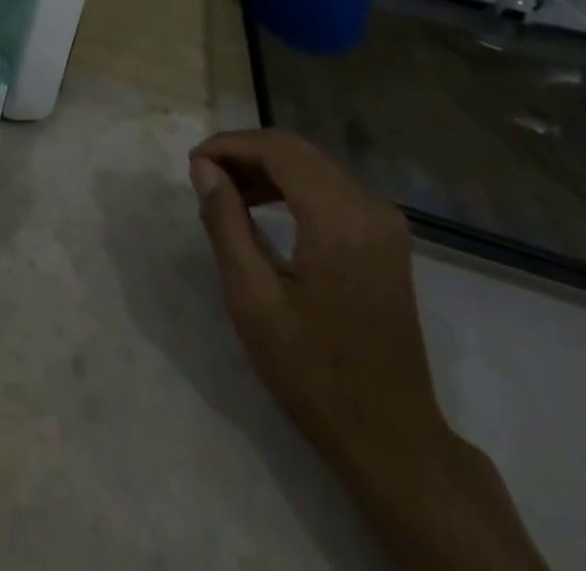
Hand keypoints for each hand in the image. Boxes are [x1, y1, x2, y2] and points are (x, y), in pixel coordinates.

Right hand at [189, 129, 442, 466]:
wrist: (393, 439)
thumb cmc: (314, 372)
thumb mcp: (252, 299)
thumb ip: (225, 222)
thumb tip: (204, 168)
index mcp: (339, 219)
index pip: (278, 149)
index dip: (230, 146)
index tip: (193, 164)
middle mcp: (370, 207)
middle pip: (297, 150)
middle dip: (245, 153)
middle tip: (204, 175)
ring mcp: (384, 222)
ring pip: (313, 165)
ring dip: (266, 167)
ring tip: (225, 190)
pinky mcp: (386, 238)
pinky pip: (331, 188)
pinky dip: (291, 185)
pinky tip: (262, 206)